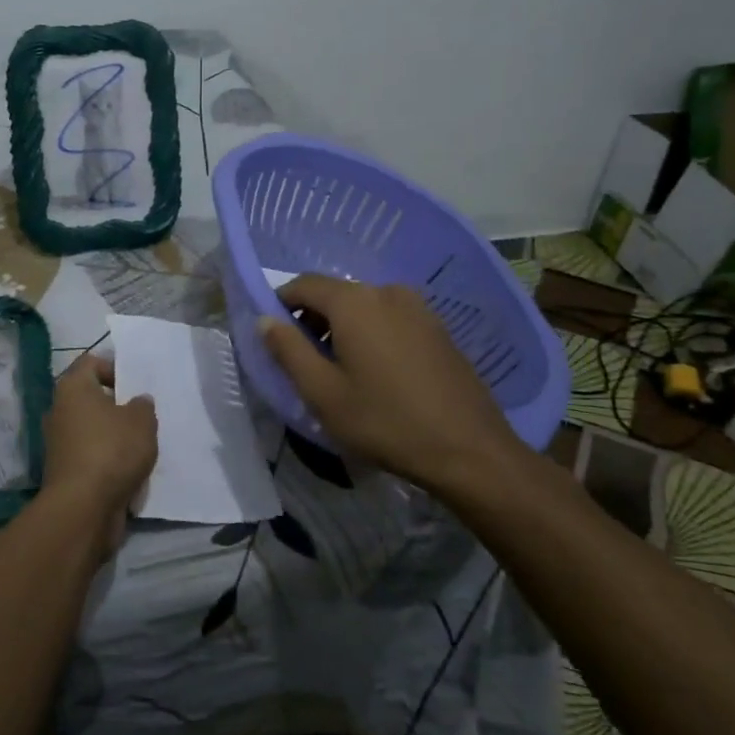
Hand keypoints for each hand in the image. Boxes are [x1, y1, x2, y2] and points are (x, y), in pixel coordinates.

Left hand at [40, 354, 157, 558]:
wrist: (82, 508)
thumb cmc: (112, 451)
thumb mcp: (142, 421)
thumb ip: (143, 406)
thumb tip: (137, 402)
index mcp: (73, 388)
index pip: (90, 362)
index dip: (114, 368)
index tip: (135, 386)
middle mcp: (59, 410)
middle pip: (91, 397)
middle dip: (117, 406)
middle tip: (142, 416)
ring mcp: (59, 443)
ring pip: (92, 429)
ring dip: (114, 436)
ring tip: (141, 446)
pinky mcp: (64, 471)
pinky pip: (90, 456)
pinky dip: (107, 461)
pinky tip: (130, 470)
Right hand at [258, 276, 521, 488]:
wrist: (470, 450)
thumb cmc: (385, 421)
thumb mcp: (322, 392)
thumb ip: (288, 349)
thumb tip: (264, 319)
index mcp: (354, 301)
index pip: (303, 284)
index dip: (281, 305)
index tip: (275, 339)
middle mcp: (386, 291)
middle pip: (335, 294)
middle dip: (313, 320)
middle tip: (306, 363)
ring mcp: (418, 308)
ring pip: (364, 307)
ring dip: (343, 329)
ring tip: (341, 373)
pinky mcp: (438, 328)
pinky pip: (390, 319)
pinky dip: (372, 335)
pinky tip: (378, 375)